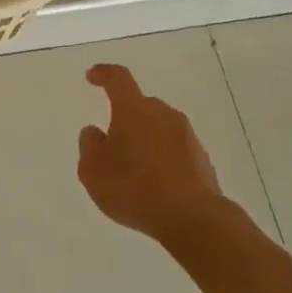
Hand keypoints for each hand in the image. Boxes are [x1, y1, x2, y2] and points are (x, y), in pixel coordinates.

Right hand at [77, 63, 225, 241]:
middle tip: (112, 143)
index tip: (92, 76)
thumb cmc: (134, 189)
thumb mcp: (93, 171)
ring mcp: (186, 135)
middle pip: (140, 105)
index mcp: (134, 109)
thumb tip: (94, 131)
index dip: (103, 74)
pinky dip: (162, 158)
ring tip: (133, 169)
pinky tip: (155, 184)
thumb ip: (89, 146)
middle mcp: (163, 114)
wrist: (193, 218)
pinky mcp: (201, 157)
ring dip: (144, 139)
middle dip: (125, 118)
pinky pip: (174, 148)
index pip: (118, 79)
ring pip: (158, 127)